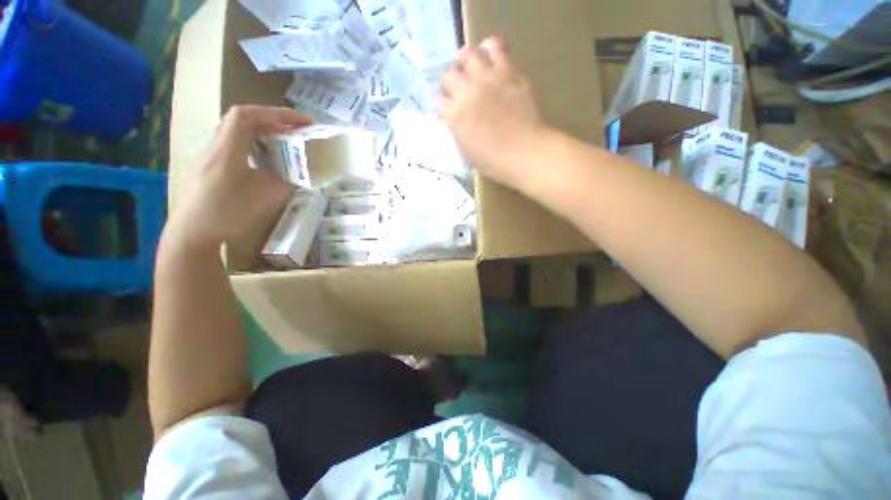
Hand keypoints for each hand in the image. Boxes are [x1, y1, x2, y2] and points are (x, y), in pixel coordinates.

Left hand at [166, 106, 310, 250]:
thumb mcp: (265, 198)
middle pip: (242, 119)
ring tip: (284, 142)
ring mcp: (210, 154)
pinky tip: (265, 159)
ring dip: (263, 131)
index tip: (303, 122)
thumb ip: (285, 180)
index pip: (248, 115)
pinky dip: (254, 143)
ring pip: (237, 130)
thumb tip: (297, 172)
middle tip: (297, 131)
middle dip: (273, 120)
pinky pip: (234, 143)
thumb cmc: (228, 214)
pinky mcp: (209, 164)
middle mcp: (215, 146)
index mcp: (227, 150)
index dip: (277, 113)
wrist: (191, 233)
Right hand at [439, 37, 543, 185]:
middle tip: (455, 89)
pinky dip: (490, 47)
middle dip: (448, 82)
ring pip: (467, 55)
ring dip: (464, 60)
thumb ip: (456, 131)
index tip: (445, 108)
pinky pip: (495, 47)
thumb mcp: (467, 152)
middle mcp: (466, 93)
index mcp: (455, 116)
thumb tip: (449, 119)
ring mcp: (487, 79)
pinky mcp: (508, 72)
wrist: (525, 152)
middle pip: (447, 75)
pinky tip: (489, 55)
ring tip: (468, 67)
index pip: (437, 100)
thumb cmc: (494, 161)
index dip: (440, 103)